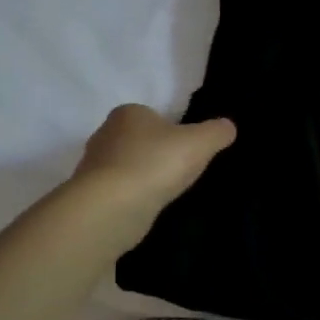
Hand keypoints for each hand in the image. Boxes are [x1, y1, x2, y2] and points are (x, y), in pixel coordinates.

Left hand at [71, 104, 235, 212]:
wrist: (113, 206)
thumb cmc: (157, 163)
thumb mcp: (200, 142)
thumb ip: (217, 132)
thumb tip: (228, 126)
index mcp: (128, 113)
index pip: (152, 116)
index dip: (171, 130)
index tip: (187, 148)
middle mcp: (106, 133)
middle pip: (139, 140)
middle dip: (157, 153)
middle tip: (181, 170)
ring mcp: (94, 165)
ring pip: (128, 166)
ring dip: (145, 176)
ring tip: (167, 191)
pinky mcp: (91, 193)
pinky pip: (120, 189)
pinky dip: (134, 196)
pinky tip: (149, 206)